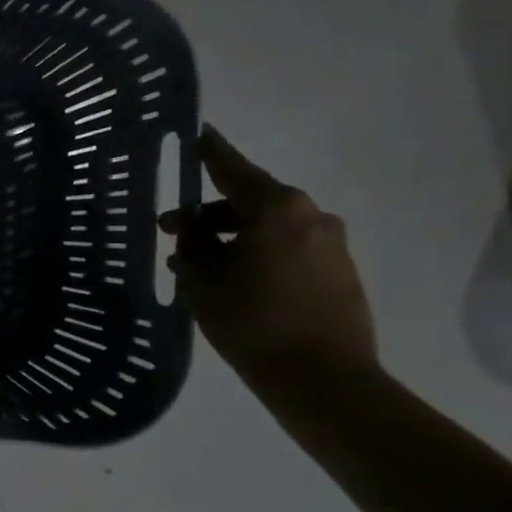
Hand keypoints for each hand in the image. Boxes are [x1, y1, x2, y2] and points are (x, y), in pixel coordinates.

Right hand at [160, 127, 376, 387]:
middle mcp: (310, 215)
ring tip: (197, 266)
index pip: (232, 168)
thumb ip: (191, 245)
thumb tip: (191, 231)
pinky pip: (287, 248)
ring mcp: (331, 244)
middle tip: (172, 233)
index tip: (197, 132)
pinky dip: (256, 253)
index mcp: (276, 209)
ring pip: (268, 226)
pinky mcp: (339, 271)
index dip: (209, 151)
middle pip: (248, 200)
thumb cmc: (252, 322)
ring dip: (231, 238)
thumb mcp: (202, 280)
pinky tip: (232, 280)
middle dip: (209, 214)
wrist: (323, 379)